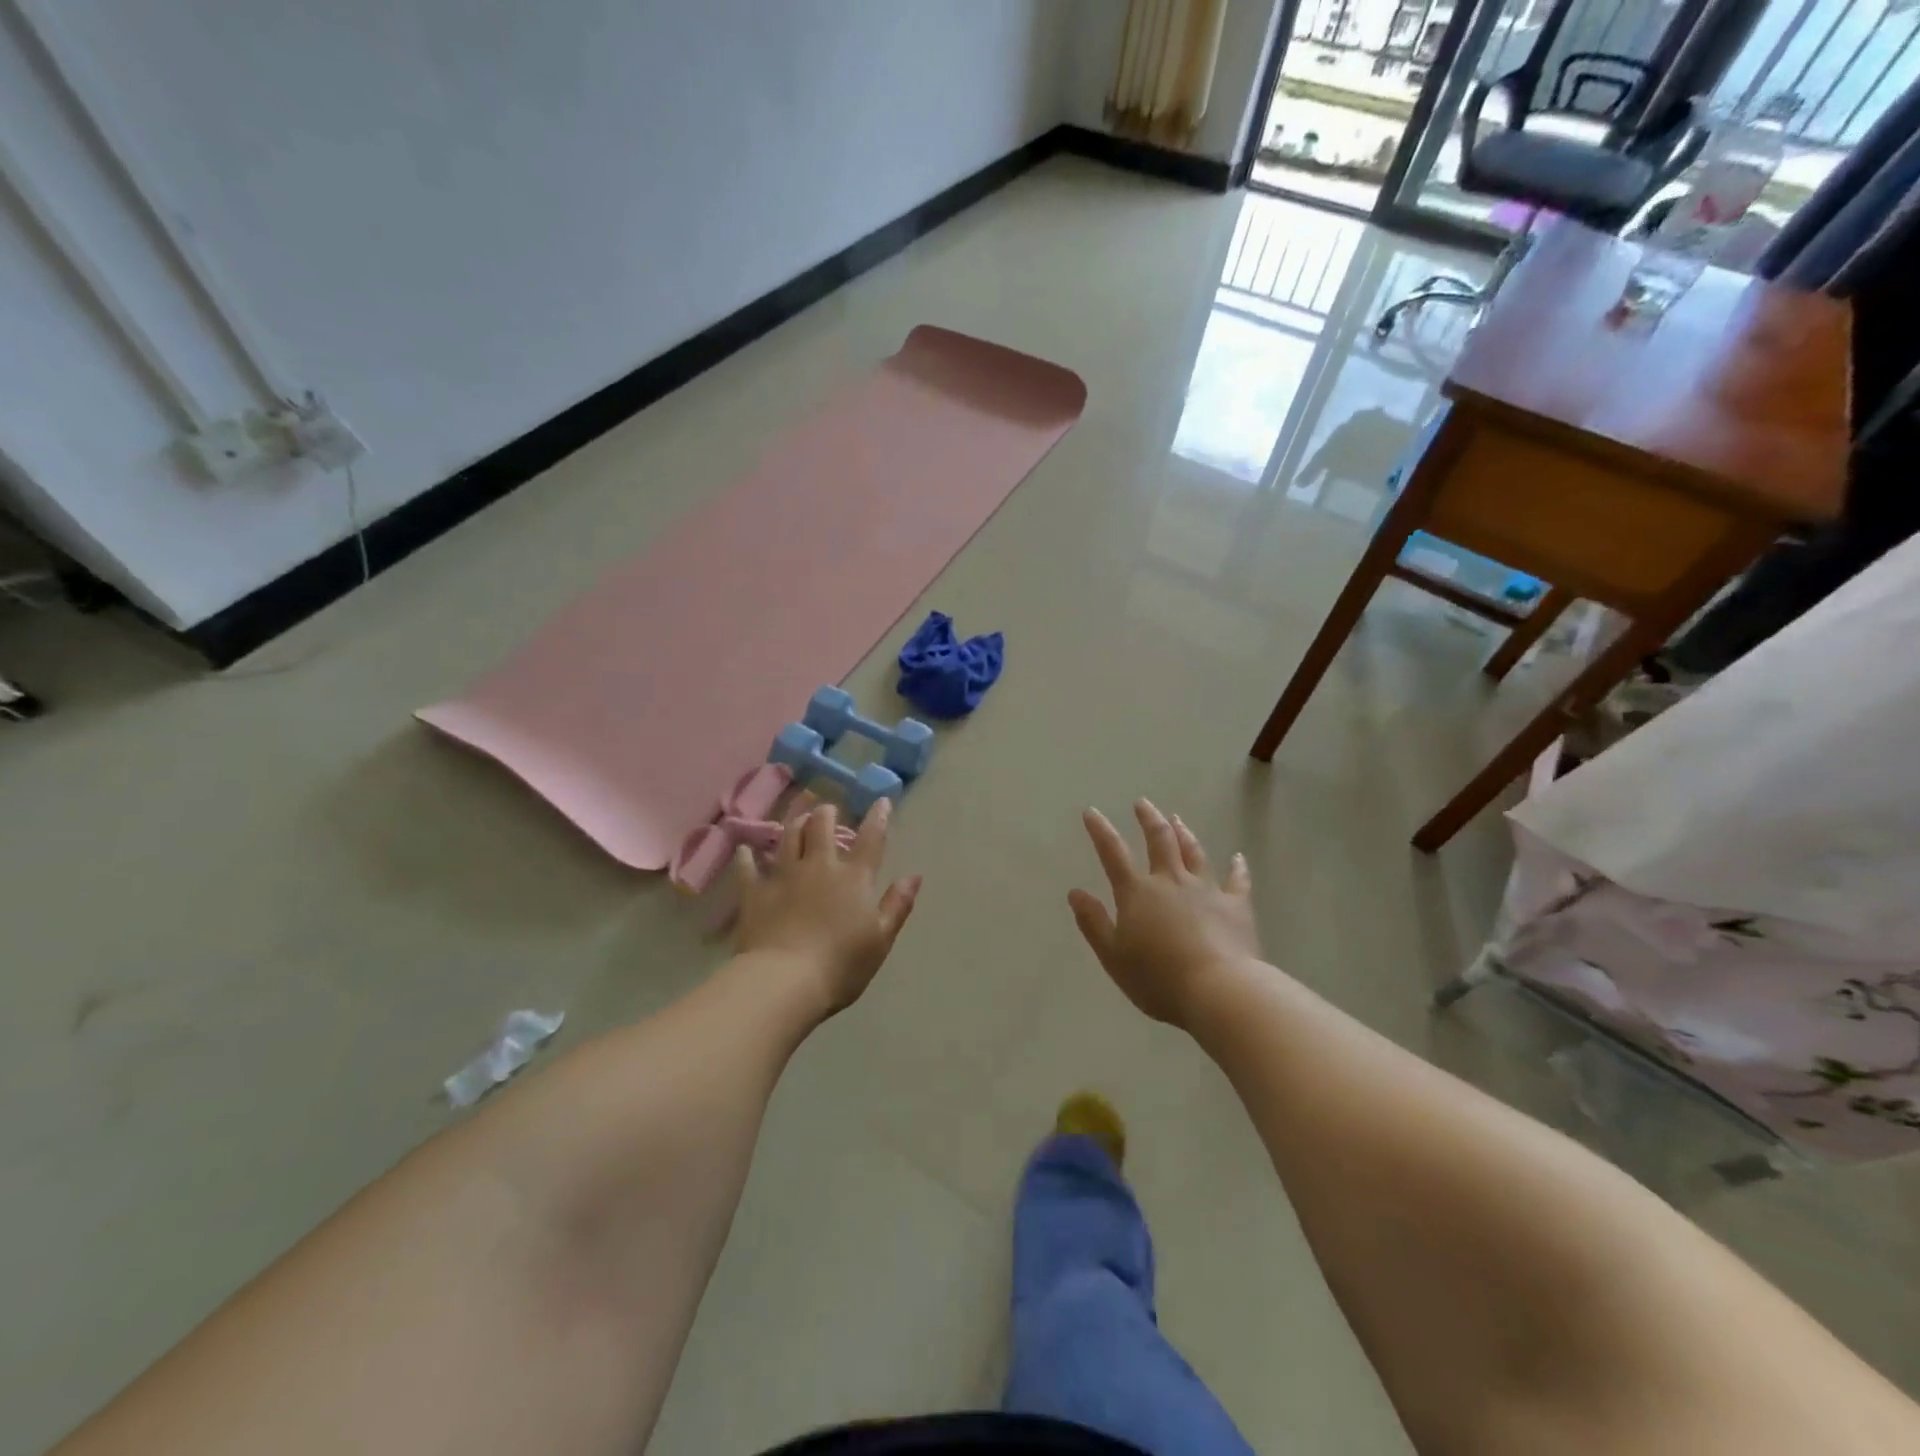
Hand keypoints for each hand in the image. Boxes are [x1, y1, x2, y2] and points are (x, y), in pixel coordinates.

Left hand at [733, 796, 921, 1019]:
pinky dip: (747, 857)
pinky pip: (748, 868)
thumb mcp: (881, 939)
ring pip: (788, 837)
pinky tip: (745, 850)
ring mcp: (784, 876)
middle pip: (821, 827)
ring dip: (795, 824)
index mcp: (854, 878)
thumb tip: (914, 876)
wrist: (785, 981)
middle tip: (828, 811)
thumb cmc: (841, 965)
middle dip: (827, 813)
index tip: (881, 801)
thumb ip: (897, 904)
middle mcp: (819, 867)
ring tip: (799, 819)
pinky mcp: (755, 893)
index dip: (878, 817)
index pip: (871, 839)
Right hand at [1068, 801, 1262, 1029]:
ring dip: (1184, 833)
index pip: (1113, 853)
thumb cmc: (1158, 978)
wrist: (1218, 991)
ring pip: (1194, 853)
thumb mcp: (1113, 956)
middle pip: (1159, 841)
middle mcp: (1171, 882)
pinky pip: (1237, 881)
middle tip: (1143, 803)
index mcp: (1137, 893)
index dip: (1100, 831)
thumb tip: (1075, 892)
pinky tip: (1238, 857)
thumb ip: (1093, 922)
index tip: (1092, 812)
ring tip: (1177, 819)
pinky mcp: (1236, 906)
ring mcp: (1206, 890)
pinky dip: (1238, 867)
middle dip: (1149, 819)